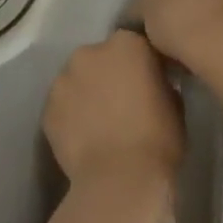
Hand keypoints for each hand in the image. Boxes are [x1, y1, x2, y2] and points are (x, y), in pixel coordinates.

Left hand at [42, 31, 183, 192]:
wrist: (118, 178)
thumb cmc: (157, 139)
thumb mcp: (175, 102)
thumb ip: (159, 81)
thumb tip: (152, 82)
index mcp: (126, 45)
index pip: (134, 44)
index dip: (141, 63)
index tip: (148, 82)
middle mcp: (89, 53)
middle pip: (100, 58)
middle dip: (109, 74)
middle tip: (122, 102)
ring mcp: (63, 80)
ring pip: (77, 80)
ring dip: (87, 93)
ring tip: (100, 122)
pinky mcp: (47, 108)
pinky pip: (63, 106)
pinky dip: (71, 115)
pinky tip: (84, 137)